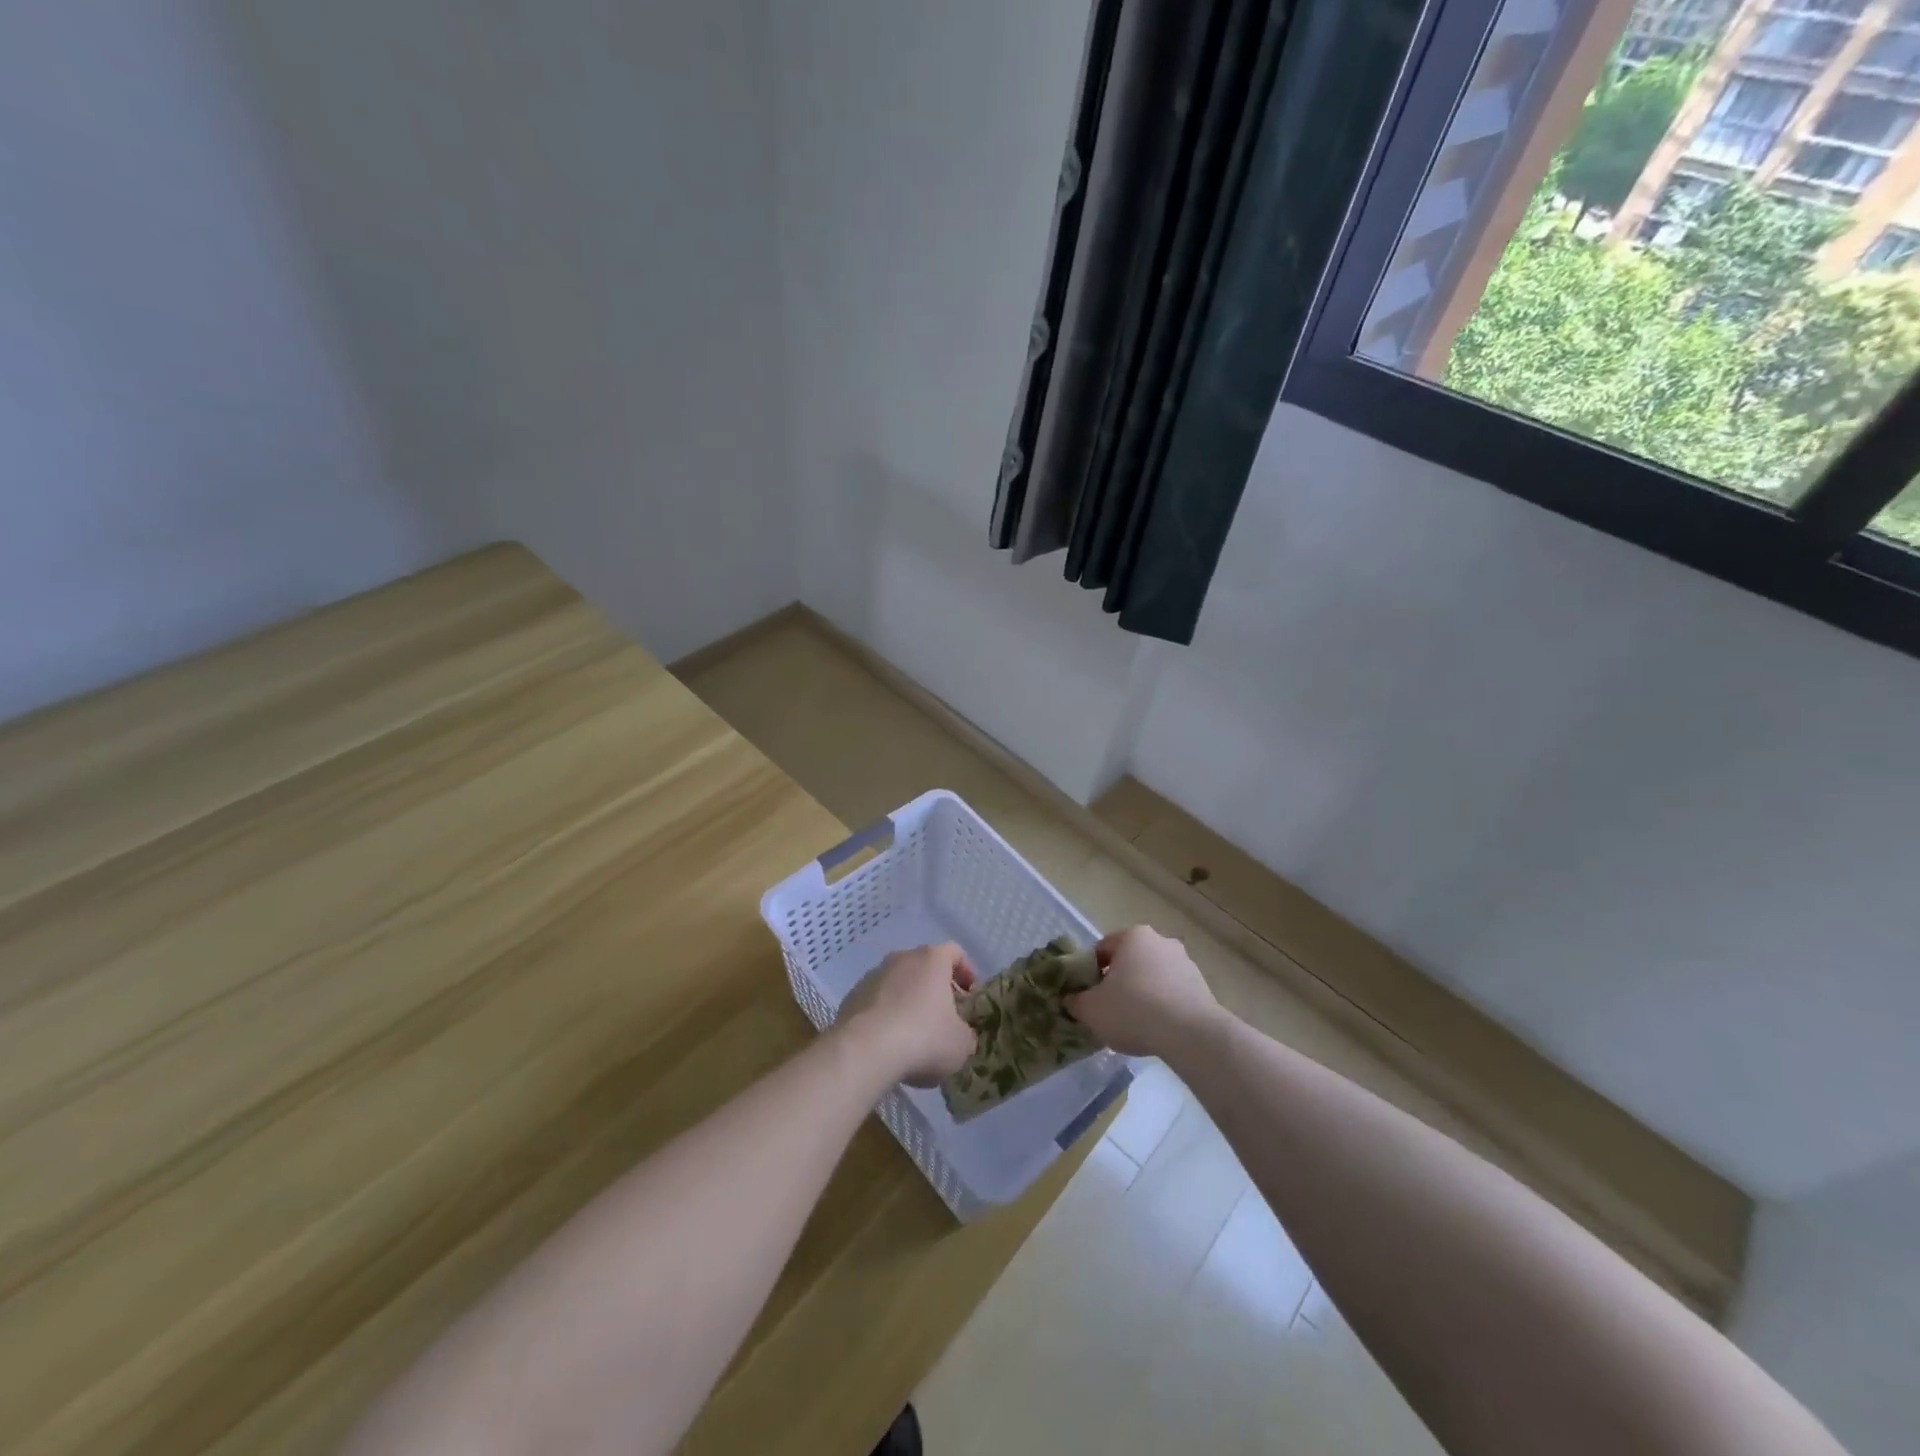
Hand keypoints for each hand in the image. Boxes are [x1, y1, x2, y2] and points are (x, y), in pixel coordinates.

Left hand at [836, 943, 977, 1087]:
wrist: (864, 1051)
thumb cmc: (923, 1038)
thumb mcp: (961, 1044)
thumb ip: (966, 1033)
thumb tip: (960, 1034)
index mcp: (932, 959)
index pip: (955, 953)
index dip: (966, 972)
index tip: (969, 997)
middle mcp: (901, 958)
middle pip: (924, 966)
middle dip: (935, 989)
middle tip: (944, 1017)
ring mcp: (873, 975)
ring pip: (898, 983)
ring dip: (908, 1001)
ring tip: (914, 1034)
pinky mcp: (852, 996)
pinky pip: (876, 1001)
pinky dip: (885, 1015)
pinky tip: (888, 1042)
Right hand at [1064, 925, 1224, 1058]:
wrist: (1190, 1034)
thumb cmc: (1133, 1010)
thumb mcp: (1090, 1009)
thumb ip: (1075, 1001)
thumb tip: (1072, 998)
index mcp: (1132, 936)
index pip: (1101, 950)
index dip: (1089, 974)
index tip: (1088, 996)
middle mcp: (1160, 941)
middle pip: (1129, 962)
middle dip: (1118, 983)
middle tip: (1109, 1011)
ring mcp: (1185, 963)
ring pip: (1152, 978)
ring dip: (1142, 995)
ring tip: (1135, 1025)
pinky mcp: (1202, 986)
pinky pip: (1172, 994)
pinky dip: (1163, 1007)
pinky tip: (1157, 1030)